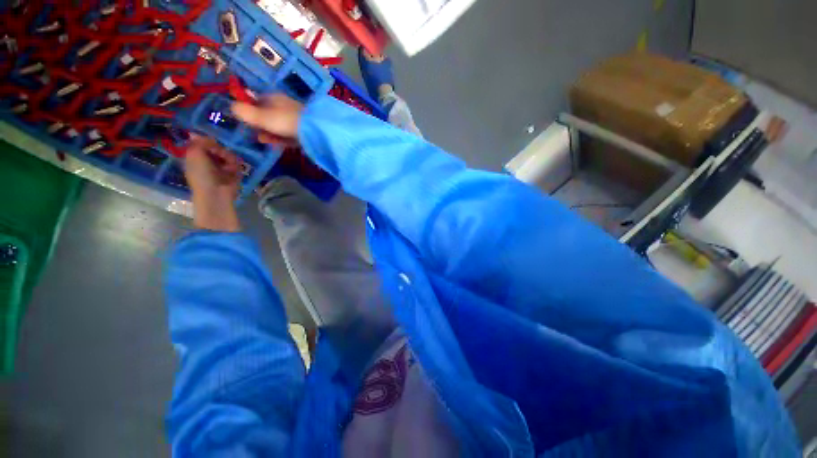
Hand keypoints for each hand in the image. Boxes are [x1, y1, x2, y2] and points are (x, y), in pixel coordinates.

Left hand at [184, 135, 240, 231]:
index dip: (207, 141)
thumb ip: (200, 142)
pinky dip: (235, 164)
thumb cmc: (201, 175)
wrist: (216, 193)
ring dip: (228, 157)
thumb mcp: (195, 154)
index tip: (210, 142)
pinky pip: (236, 162)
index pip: (202, 143)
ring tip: (227, 164)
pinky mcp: (234, 172)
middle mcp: (208, 161)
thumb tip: (207, 136)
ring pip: (228, 154)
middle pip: (217, 147)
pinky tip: (232, 169)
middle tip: (219, 152)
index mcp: (195, 157)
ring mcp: (221, 166)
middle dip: (219, 149)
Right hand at [231, 94, 303, 144]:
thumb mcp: (262, 116)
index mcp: (273, 98)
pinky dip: (282, 139)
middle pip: (267, 115)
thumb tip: (231, 106)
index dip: (249, 111)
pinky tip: (277, 143)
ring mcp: (295, 119)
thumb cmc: (285, 121)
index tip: (244, 121)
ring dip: (269, 133)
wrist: (315, 132)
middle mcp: (284, 106)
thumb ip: (245, 112)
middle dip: (259, 125)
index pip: (256, 101)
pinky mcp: (303, 132)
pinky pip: (288, 135)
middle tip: (255, 133)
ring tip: (264, 140)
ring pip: (277, 126)